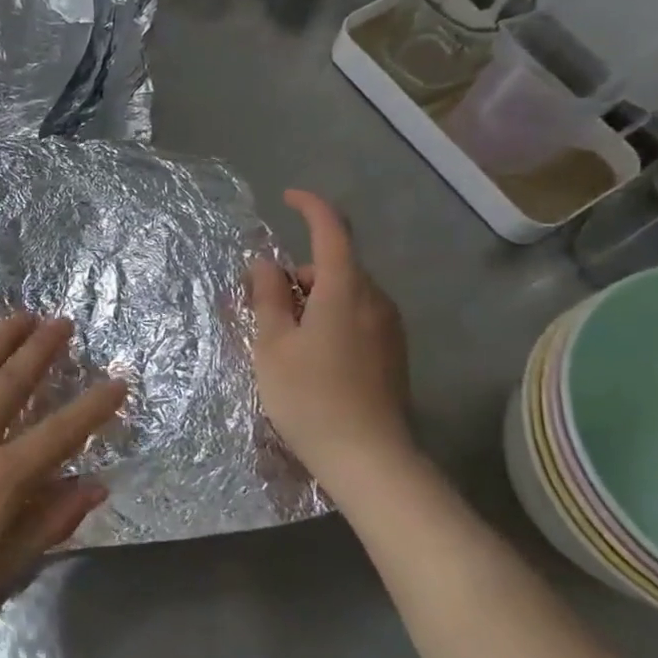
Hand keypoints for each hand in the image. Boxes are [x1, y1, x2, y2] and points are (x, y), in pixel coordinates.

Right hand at [249, 189, 414, 499]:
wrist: (369, 459)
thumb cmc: (310, 397)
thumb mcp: (273, 345)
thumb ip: (267, 296)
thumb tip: (264, 262)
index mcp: (344, 289)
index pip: (331, 229)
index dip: (310, 206)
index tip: (287, 198)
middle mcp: (374, 299)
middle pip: (333, 265)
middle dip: (298, 273)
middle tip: (263, 305)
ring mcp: (389, 327)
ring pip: (345, 293)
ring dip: (313, 299)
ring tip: (282, 338)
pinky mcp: (394, 352)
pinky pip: (357, 316)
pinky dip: (330, 317)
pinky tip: (311, 356)